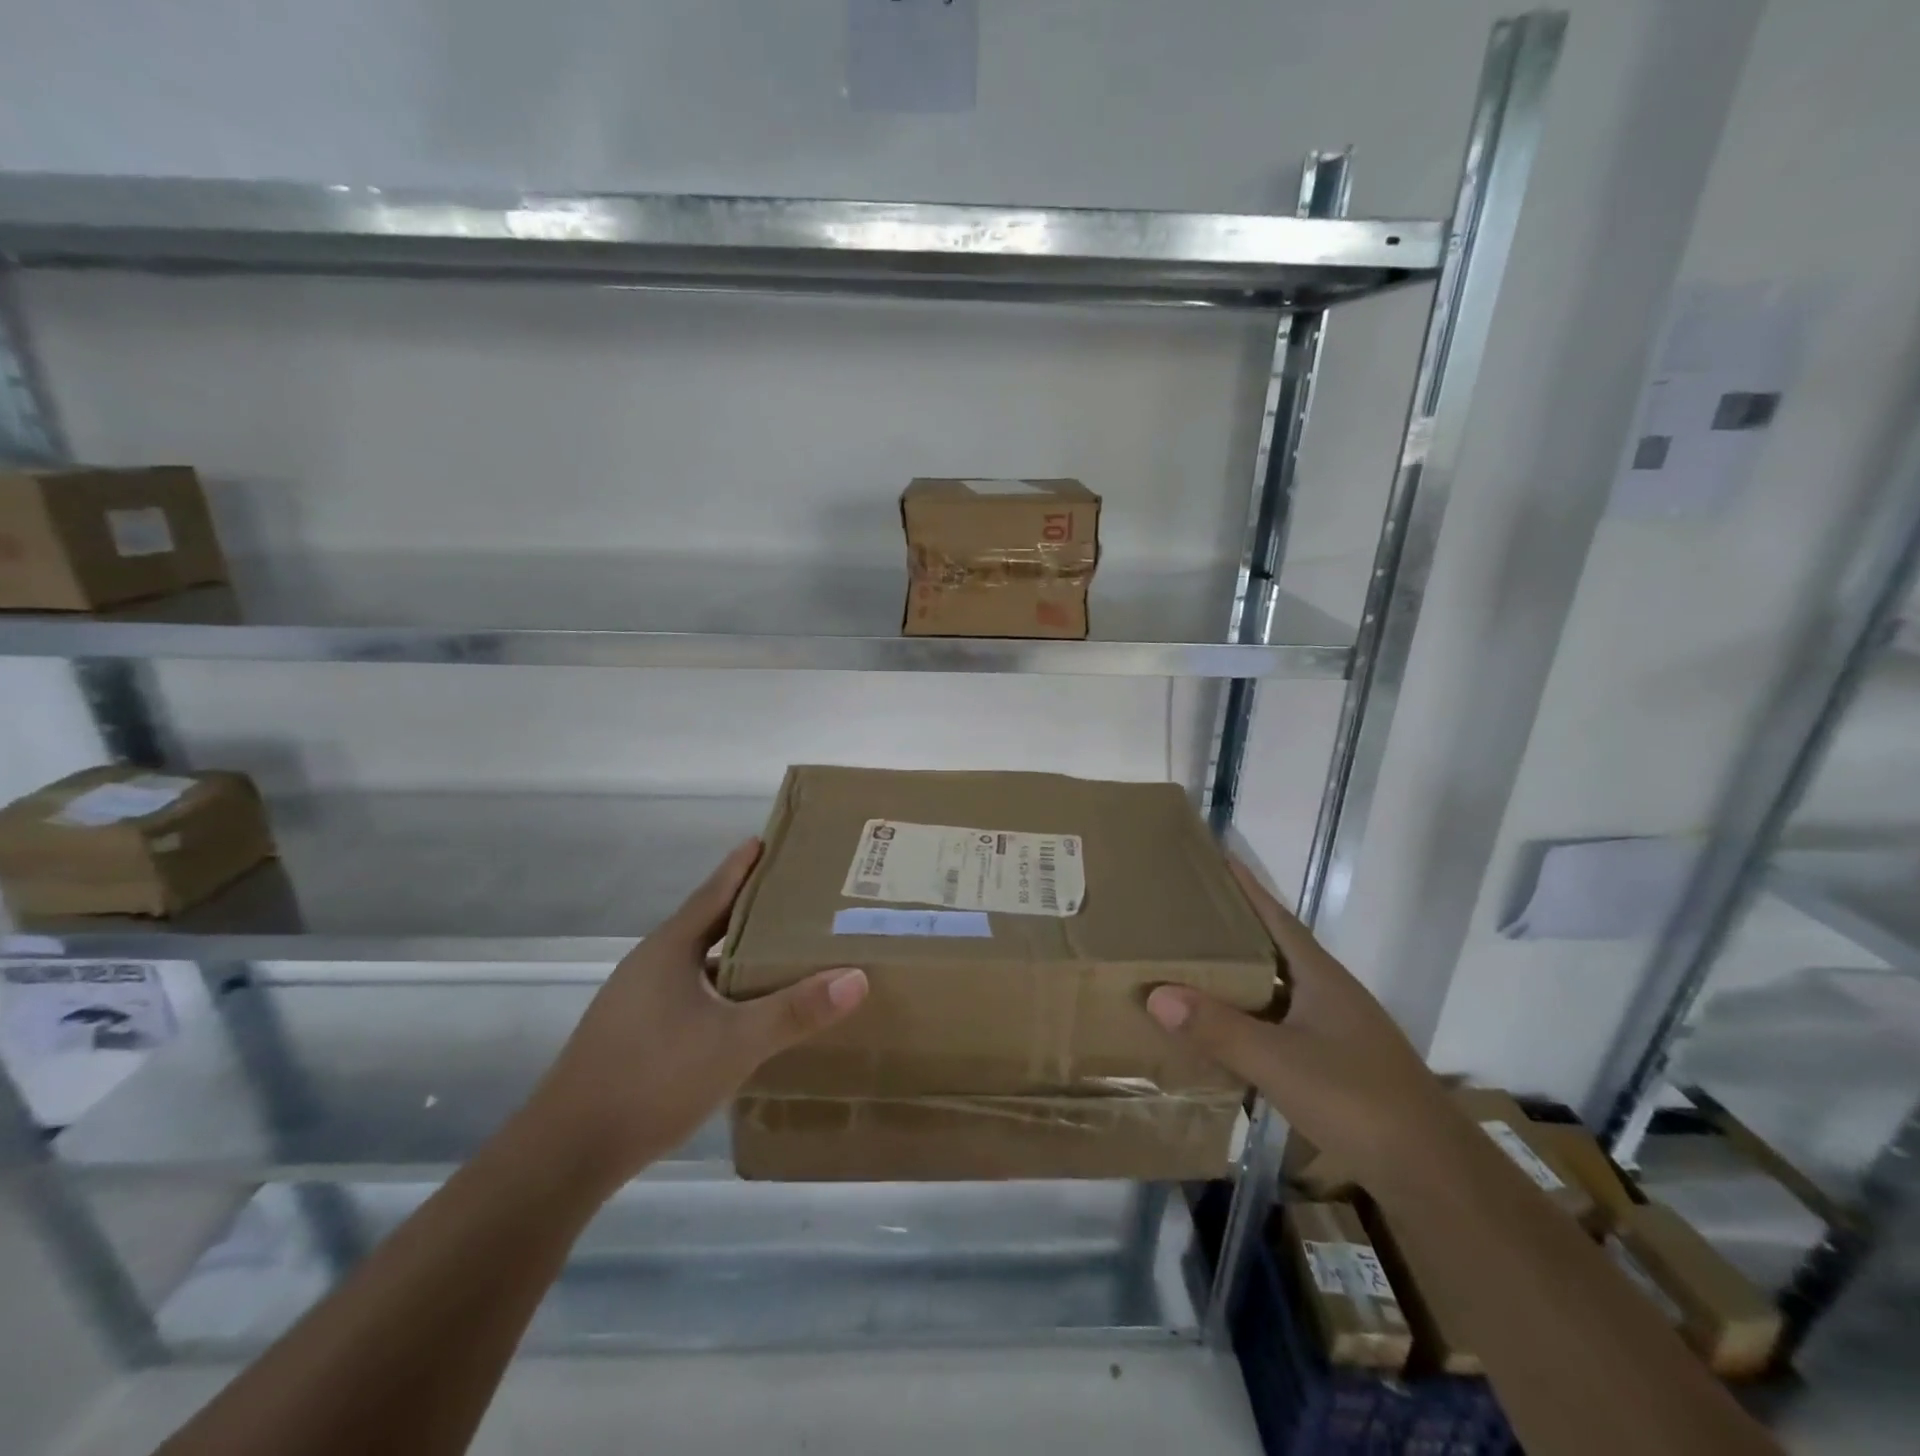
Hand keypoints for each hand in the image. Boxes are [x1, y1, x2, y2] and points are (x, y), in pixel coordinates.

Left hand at [526, 839, 867, 1184]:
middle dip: (748, 907)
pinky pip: (689, 993)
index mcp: (670, 949)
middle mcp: (650, 965)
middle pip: (707, 923)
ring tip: (779, 949)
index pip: (714, 892)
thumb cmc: (653, 1078)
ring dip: (735, 952)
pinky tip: (742, 1010)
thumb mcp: (736, 1042)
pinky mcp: (633, 1033)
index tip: (767, 840)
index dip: (742, 866)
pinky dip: (720, 988)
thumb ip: (796, 1010)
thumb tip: (857, 977)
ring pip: (697, 962)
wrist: (566, 1152)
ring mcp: (636, 1001)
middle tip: (794, 895)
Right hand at [1144, 857, 1452, 1187]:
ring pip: (1279, 990)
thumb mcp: (1278, 1062)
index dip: (1247, 887)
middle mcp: (1330, 994)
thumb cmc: (1356, 1100)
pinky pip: (1282, 1024)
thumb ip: (1218, 1028)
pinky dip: (1252, 1019)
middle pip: (1275, 949)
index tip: (1216, 857)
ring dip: (1241, 976)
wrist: (1432, 1174)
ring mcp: (1338, 1030)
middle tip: (1186, 915)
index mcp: (1321, 977)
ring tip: (1196, 967)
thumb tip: (1156, 995)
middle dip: (1234, 929)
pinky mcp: (1339, 1064)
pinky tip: (1228, 1033)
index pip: (1277, 917)